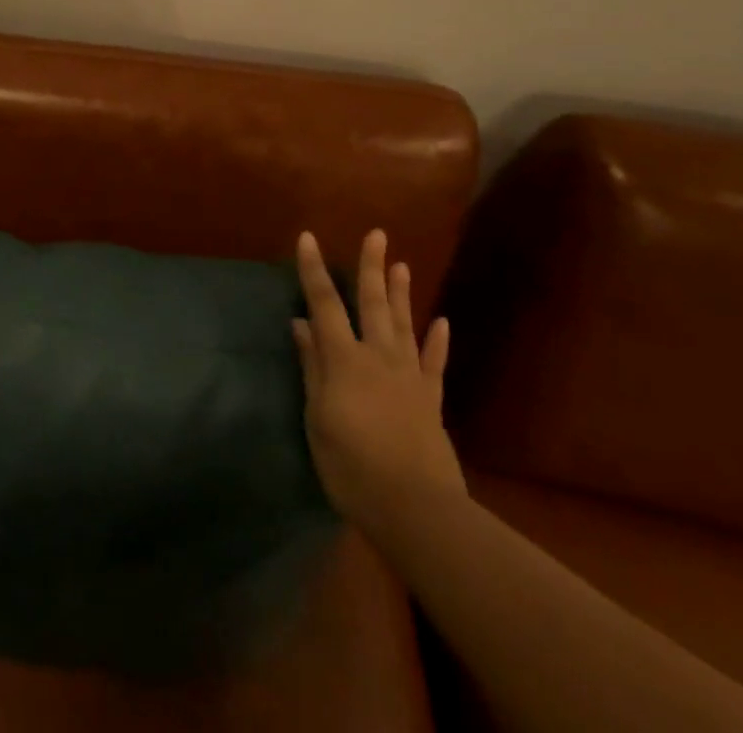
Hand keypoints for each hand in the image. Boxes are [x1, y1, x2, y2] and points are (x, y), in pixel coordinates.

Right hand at [293, 229, 466, 539]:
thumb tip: (301, 324)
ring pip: (404, 325)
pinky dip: (437, 342)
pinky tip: (441, 322)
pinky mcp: (431, 400)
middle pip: (373, 304)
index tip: (308, 238)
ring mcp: (409, 376)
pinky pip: (434, 363)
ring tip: (400, 263)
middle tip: (377, 234)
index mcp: (344, 359)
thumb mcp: (317, 417)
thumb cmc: (351, 465)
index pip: (324, 304)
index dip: (314, 270)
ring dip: (401, 293)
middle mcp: (378, 356)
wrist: (415, 508)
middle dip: (371, 267)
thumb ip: (312, 367)